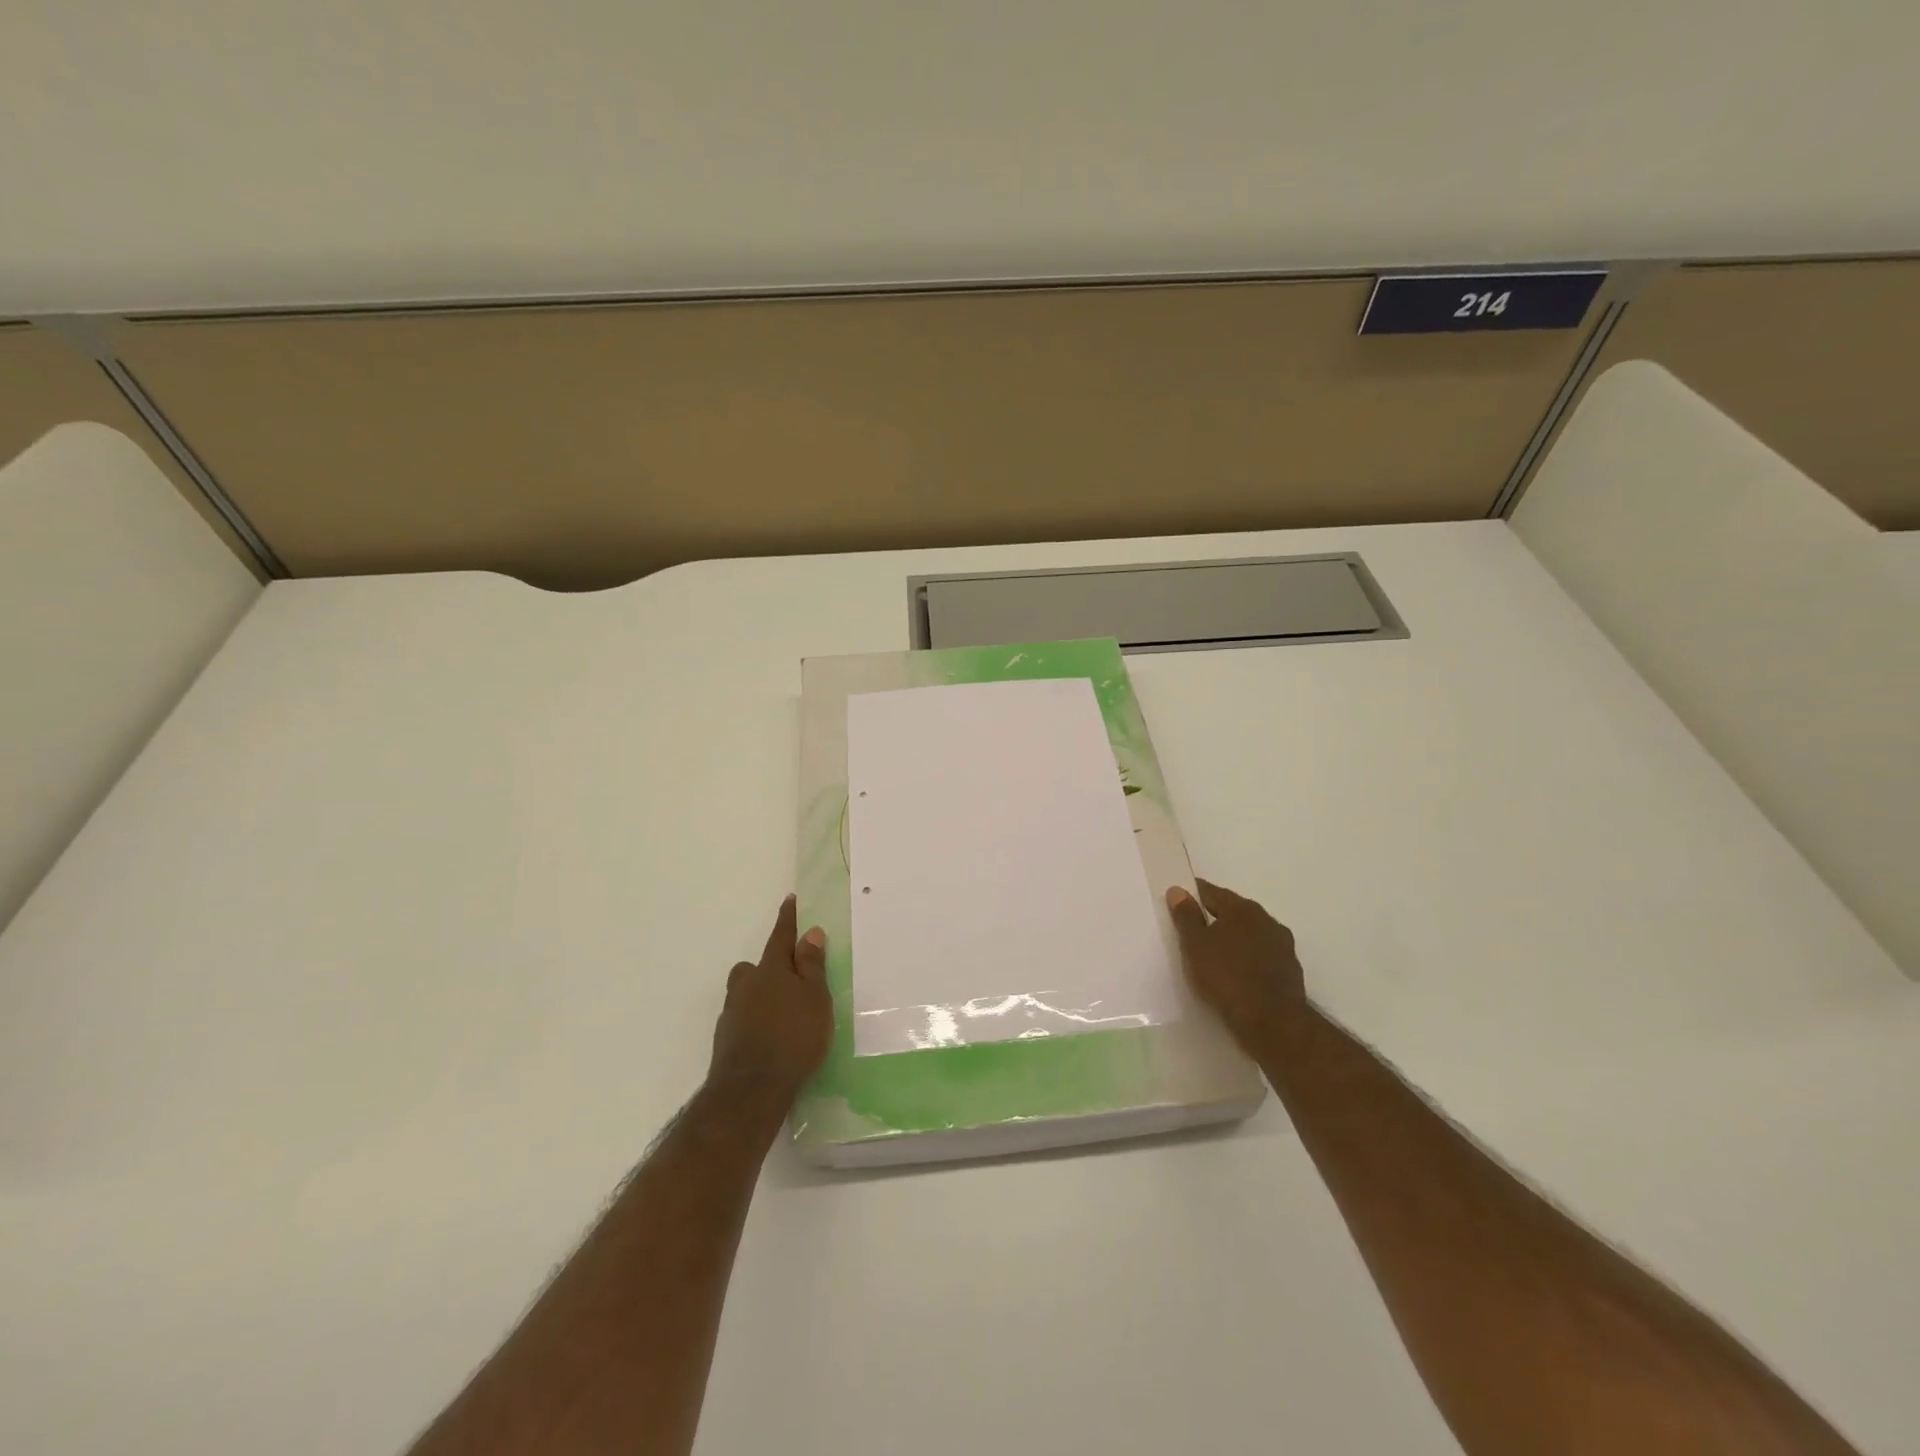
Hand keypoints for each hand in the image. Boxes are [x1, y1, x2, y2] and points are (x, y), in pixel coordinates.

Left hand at [708, 895, 832, 1106]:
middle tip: (788, 979)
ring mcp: (732, 1014)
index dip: (788, 919)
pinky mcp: (726, 1040)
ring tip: (782, 1014)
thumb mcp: (815, 999)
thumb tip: (810, 932)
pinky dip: (755, 1022)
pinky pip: (743, 1019)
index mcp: (771, 971)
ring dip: (760, 997)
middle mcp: (746, 986)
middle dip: (768, 967)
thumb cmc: (793, 1037)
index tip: (790, 900)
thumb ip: (812, 966)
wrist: (750, 1090)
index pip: (781, 937)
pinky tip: (769, 1038)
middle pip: (754, 968)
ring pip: (745, 994)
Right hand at [1165, 879, 1305, 1049]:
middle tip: (1194, 930)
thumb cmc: (1227, 978)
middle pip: (1234, 911)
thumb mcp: (1195, 946)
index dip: (1193, 895)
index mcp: (1242, 909)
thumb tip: (1178, 890)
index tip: (1179, 902)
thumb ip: (1186, 916)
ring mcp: (1282, 945)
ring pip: (1250, 934)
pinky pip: (1261, 955)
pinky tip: (1237, 973)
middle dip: (1215, 916)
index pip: (1212, 892)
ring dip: (1234, 938)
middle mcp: (1266, 920)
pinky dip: (1248, 958)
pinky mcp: (1290, 970)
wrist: (1273, 1022)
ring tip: (1215, 954)